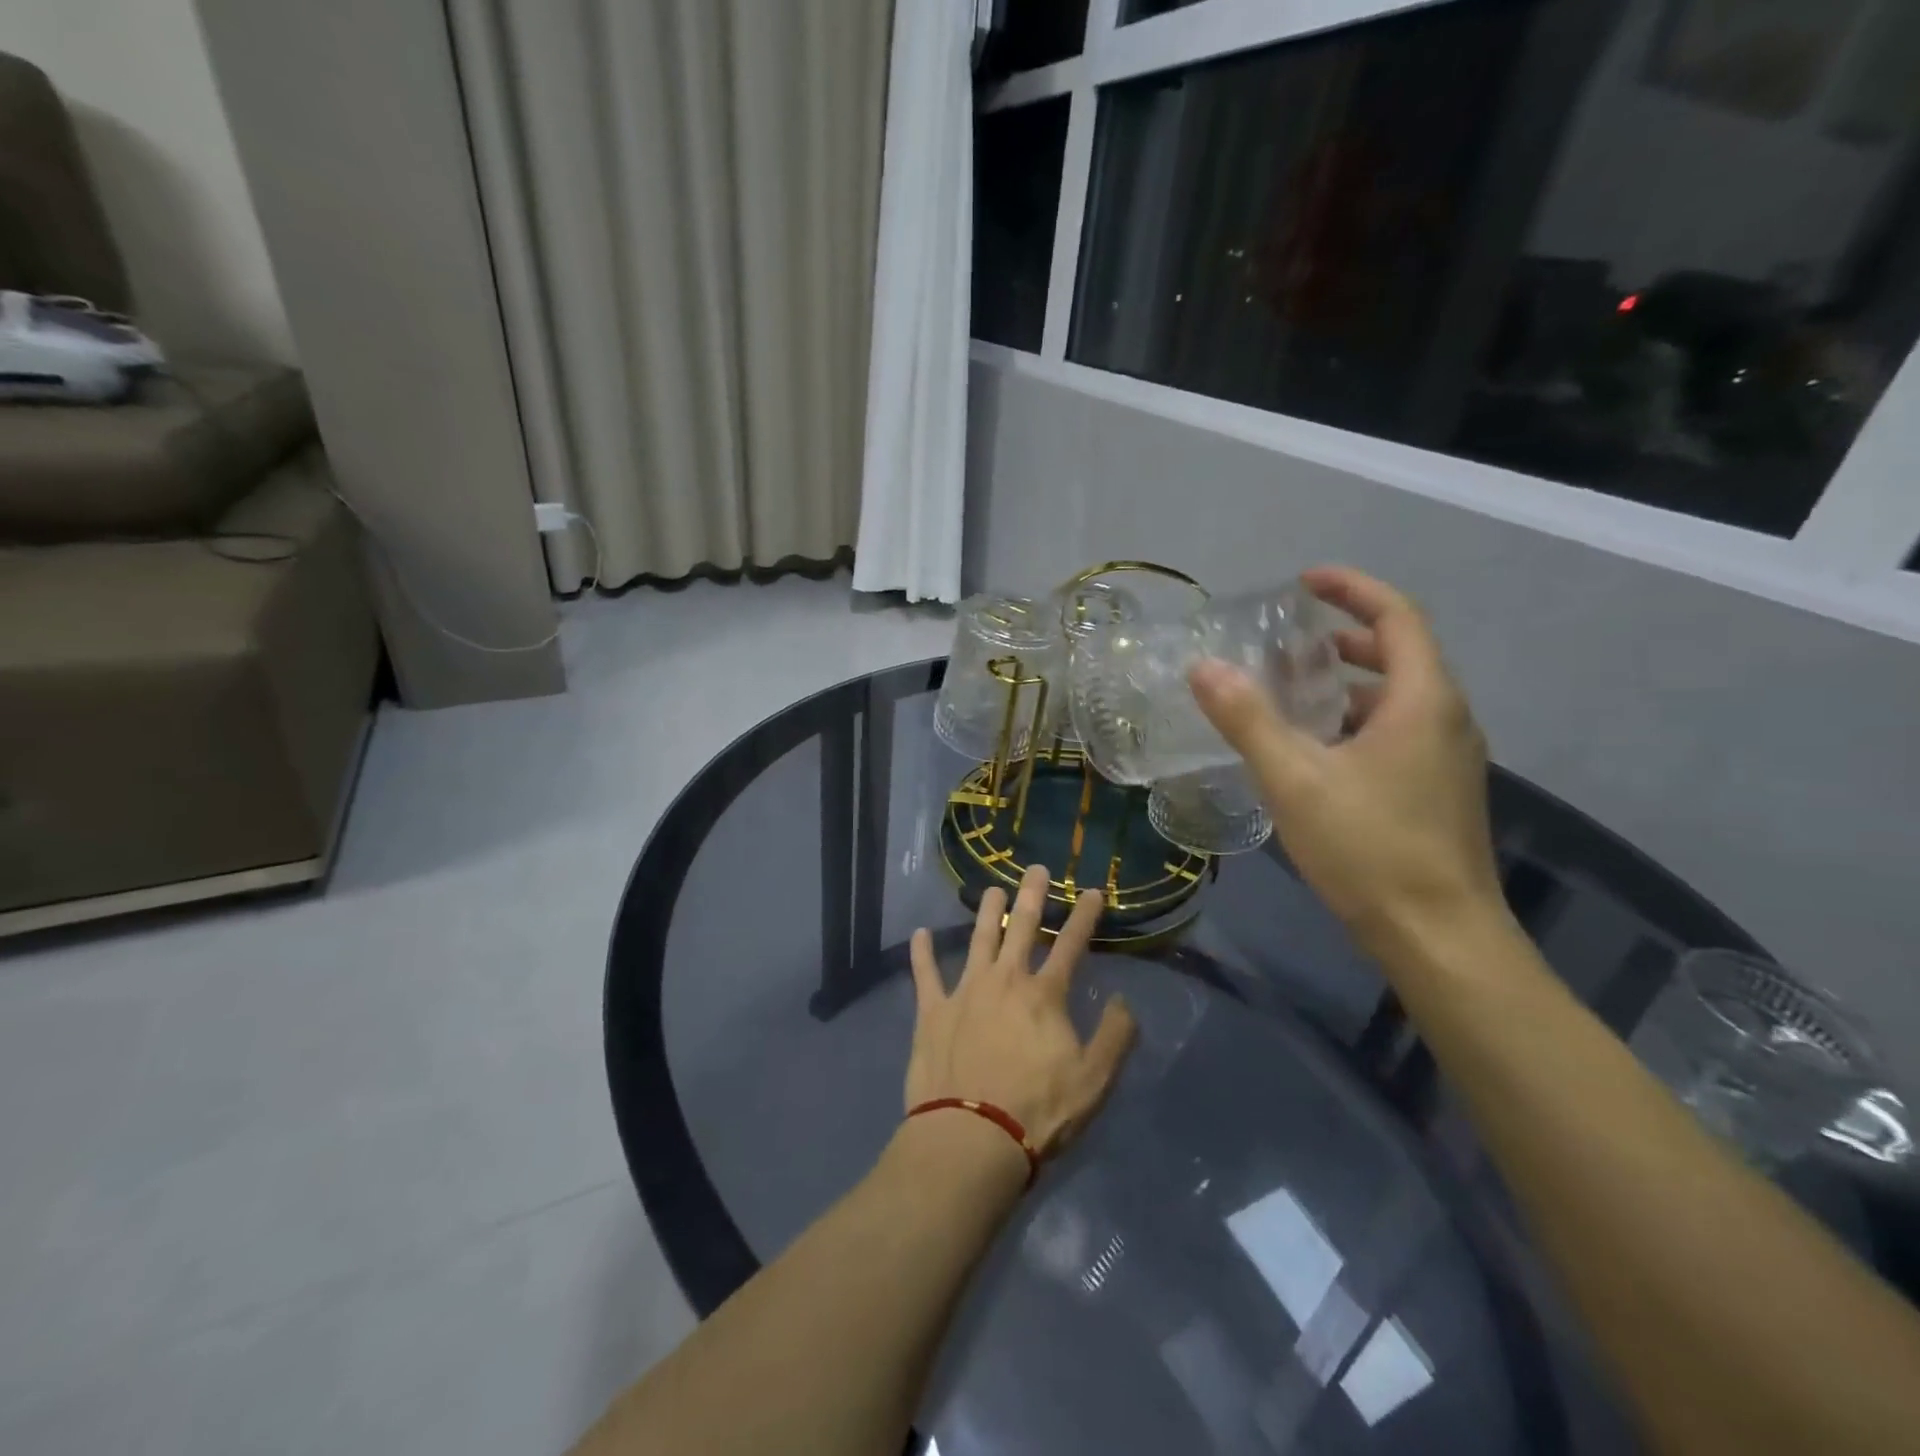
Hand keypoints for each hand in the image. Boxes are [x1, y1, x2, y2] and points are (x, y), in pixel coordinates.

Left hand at [905, 864, 1137, 1160]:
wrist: (972, 1138)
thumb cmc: (1038, 1111)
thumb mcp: (1094, 1080)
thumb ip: (1114, 1037)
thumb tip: (1124, 1001)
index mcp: (1044, 995)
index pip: (1071, 944)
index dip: (1085, 916)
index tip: (1093, 891)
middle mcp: (1005, 980)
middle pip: (1021, 927)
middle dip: (1032, 895)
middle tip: (1036, 868)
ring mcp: (965, 992)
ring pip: (978, 939)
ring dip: (986, 912)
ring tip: (991, 889)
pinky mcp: (932, 1012)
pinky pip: (925, 974)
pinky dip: (922, 953)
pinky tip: (919, 934)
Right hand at [1190, 565, 1507, 952]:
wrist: (1440, 937)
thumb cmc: (1370, 849)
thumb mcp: (1295, 779)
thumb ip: (1247, 720)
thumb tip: (1203, 668)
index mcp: (1422, 700)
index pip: (1396, 616)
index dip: (1352, 589)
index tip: (1306, 581)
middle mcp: (1447, 719)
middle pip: (1401, 654)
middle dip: (1346, 636)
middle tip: (1290, 641)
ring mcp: (1448, 758)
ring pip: (1398, 698)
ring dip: (1349, 682)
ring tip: (1293, 692)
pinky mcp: (1438, 792)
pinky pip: (1398, 732)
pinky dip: (1357, 720)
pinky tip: (1315, 752)